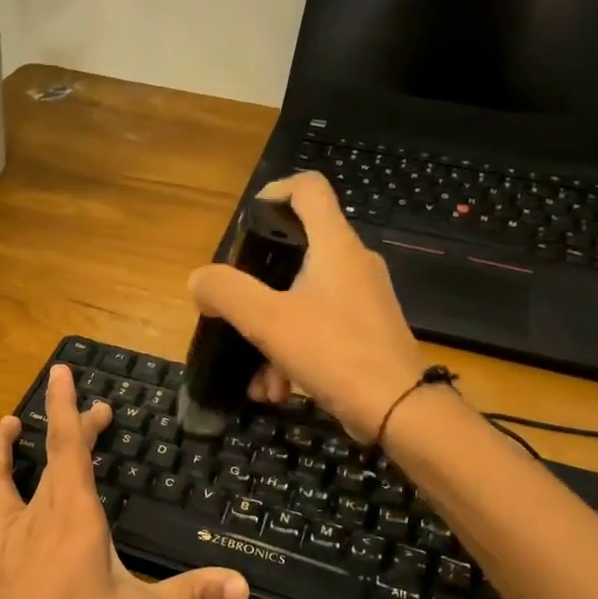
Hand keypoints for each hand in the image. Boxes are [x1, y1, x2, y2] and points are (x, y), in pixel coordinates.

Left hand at [0, 363, 249, 598]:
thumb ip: (192, 596)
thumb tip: (244, 585)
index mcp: (74, 517)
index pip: (71, 447)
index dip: (70, 408)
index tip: (65, 373)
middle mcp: (34, 517)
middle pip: (46, 458)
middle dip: (62, 426)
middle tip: (83, 410)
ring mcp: (0, 539)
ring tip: (6, 424)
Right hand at [188, 172, 422, 441]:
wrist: (399, 409)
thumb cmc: (334, 352)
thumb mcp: (268, 321)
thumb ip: (227, 293)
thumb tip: (199, 281)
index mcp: (335, 246)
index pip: (308, 189)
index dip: (275, 191)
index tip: (248, 218)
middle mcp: (354, 264)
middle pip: (298, 255)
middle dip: (258, 291)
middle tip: (235, 312)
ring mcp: (363, 300)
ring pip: (302, 303)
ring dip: (272, 338)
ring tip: (259, 381)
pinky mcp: (366, 332)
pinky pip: (319, 331)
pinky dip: (293, 355)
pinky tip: (279, 391)